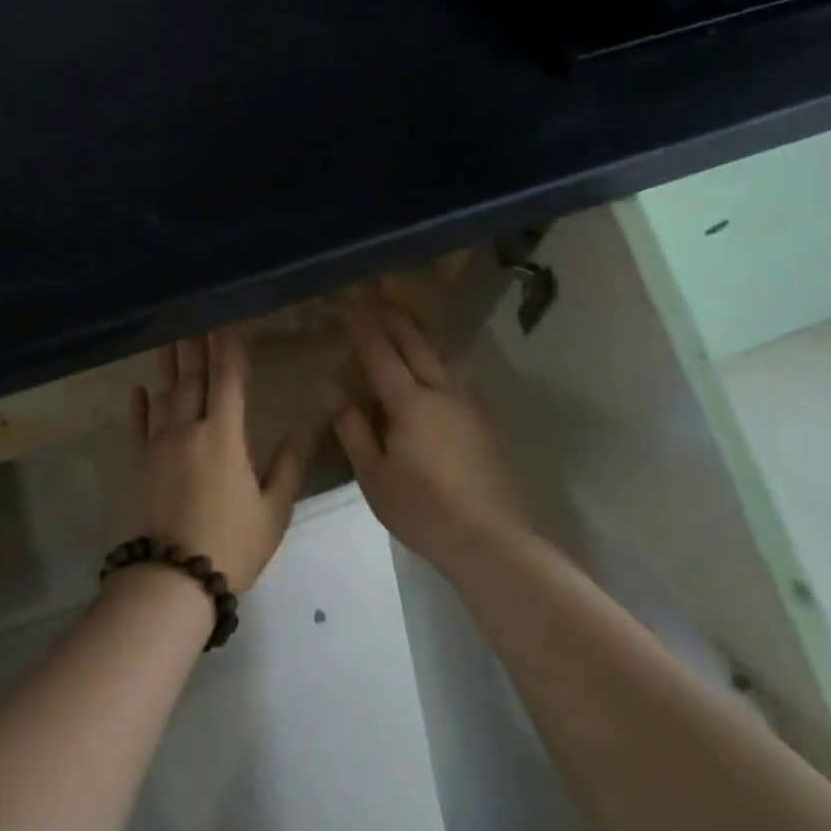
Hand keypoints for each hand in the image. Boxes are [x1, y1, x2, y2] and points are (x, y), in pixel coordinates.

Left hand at [129, 331, 305, 592]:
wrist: (171, 580)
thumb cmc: (230, 545)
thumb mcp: (273, 512)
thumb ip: (286, 469)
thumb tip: (295, 434)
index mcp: (224, 436)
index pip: (227, 380)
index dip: (228, 348)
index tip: (226, 322)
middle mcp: (188, 429)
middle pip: (192, 378)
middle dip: (196, 346)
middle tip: (194, 317)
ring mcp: (157, 445)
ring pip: (164, 395)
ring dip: (167, 365)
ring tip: (169, 338)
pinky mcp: (137, 464)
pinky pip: (137, 427)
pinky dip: (139, 406)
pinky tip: (138, 389)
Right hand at [334, 297, 528, 567]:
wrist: (490, 538)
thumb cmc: (423, 511)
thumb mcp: (375, 479)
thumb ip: (356, 434)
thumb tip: (340, 398)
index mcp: (410, 404)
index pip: (383, 355)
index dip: (367, 327)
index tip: (354, 303)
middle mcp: (441, 392)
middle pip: (417, 344)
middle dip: (396, 316)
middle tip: (380, 292)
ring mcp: (468, 404)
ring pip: (443, 354)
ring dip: (423, 330)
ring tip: (409, 314)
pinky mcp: (484, 420)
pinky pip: (458, 372)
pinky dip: (441, 354)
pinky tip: (438, 359)